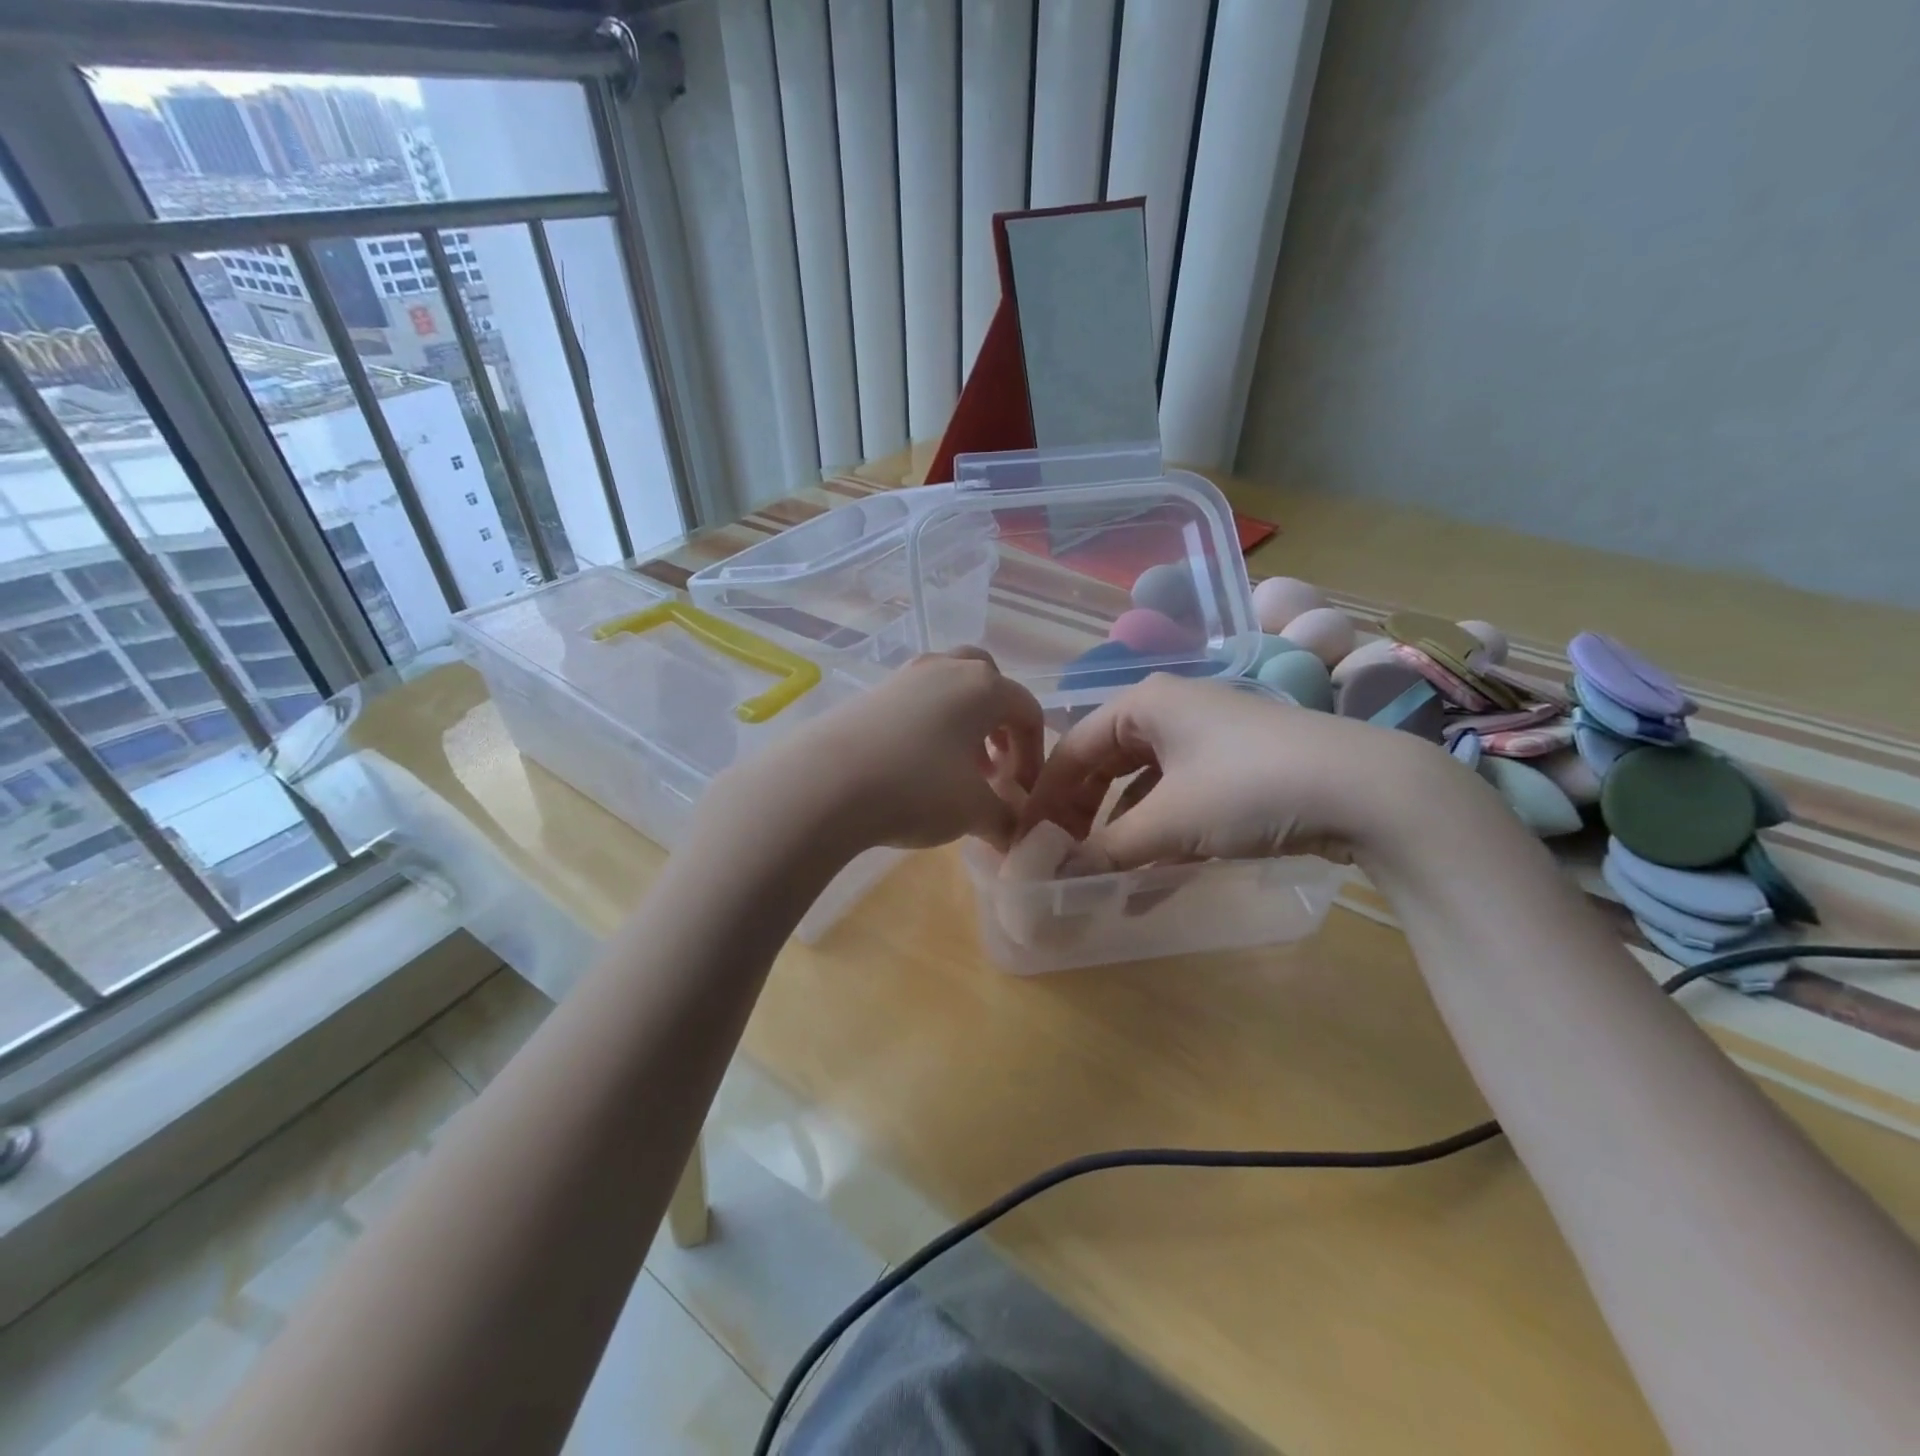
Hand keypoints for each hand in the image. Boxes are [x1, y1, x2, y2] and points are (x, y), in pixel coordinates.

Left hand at [735, 648, 1044, 853]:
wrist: (825, 783)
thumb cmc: (917, 788)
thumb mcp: (973, 811)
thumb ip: (1005, 820)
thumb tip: (1016, 835)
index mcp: (984, 687)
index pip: (1027, 712)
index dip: (1034, 754)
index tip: (1024, 793)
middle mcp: (947, 668)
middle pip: (989, 684)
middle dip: (999, 725)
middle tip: (993, 766)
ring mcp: (905, 675)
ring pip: (950, 689)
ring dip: (964, 725)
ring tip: (956, 769)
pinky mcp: (872, 692)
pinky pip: (917, 700)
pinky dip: (930, 725)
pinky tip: (916, 765)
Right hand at [1020, 674, 1442, 866]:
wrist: (1369, 790)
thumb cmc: (1248, 786)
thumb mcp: (1168, 822)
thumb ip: (1104, 851)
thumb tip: (1051, 880)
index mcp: (1144, 705)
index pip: (1073, 749)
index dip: (1045, 798)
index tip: (1026, 844)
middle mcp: (1170, 714)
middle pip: (1104, 767)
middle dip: (1080, 818)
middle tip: (1060, 863)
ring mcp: (1206, 743)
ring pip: (1142, 790)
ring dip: (1119, 837)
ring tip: (1100, 882)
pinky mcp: (1235, 772)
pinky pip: (1178, 804)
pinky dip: (1159, 841)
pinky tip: (1149, 884)